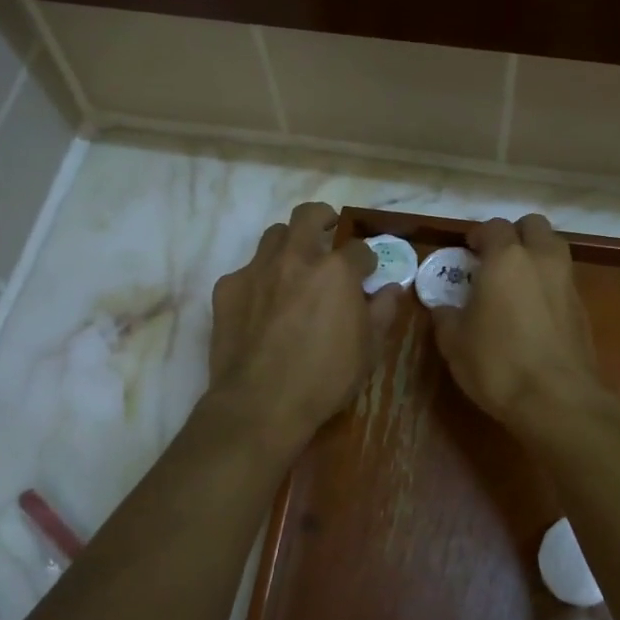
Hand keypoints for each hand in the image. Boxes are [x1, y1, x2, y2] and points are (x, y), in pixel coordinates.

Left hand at [207, 202, 402, 448]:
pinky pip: (247, 270)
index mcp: (335, 271)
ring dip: (289, 243)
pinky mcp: (227, 288)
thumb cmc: (324, 379)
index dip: (367, 261)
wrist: (260, 404)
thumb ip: (383, 311)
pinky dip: (260, 279)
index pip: (359, 249)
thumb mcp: (368, 349)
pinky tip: (263, 305)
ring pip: (274, 235)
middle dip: (323, 218)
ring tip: (294, 266)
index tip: (367, 274)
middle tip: (329, 233)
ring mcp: (257, 270)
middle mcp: (295, 258)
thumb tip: (392, 289)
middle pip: (309, 215)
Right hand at [430, 214, 601, 429]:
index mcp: (506, 259)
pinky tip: (535, 312)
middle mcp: (541, 260)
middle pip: (534, 226)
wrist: (557, 400)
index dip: (479, 234)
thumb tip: (443, 308)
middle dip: (516, 235)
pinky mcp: (583, 309)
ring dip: (537, 256)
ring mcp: (568, 283)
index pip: (494, 226)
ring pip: (555, 250)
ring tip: (517, 283)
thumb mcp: (454, 343)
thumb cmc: (497, 364)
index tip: (468, 250)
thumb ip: (446, 317)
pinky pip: (564, 281)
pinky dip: (550, 285)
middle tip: (497, 259)